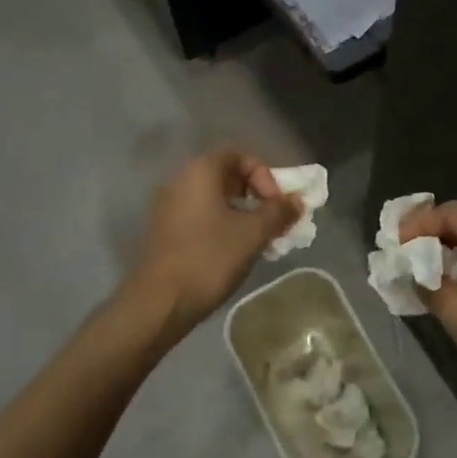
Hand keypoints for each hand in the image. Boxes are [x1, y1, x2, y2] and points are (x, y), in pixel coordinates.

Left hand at [127, 149, 300, 336]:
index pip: (239, 155)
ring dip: (240, 214)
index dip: (264, 175)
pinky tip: (233, 252)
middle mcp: (179, 180)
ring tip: (257, 240)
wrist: (159, 302)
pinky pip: (199, 217)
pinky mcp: (163, 231)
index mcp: (199, 171)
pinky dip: (221, 226)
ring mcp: (167, 207)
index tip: (275, 204)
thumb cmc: (209, 258)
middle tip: (272, 221)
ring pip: (213, 199)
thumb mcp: (253, 233)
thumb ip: (278, 212)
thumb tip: (297, 200)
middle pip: (225, 176)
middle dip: (255, 195)